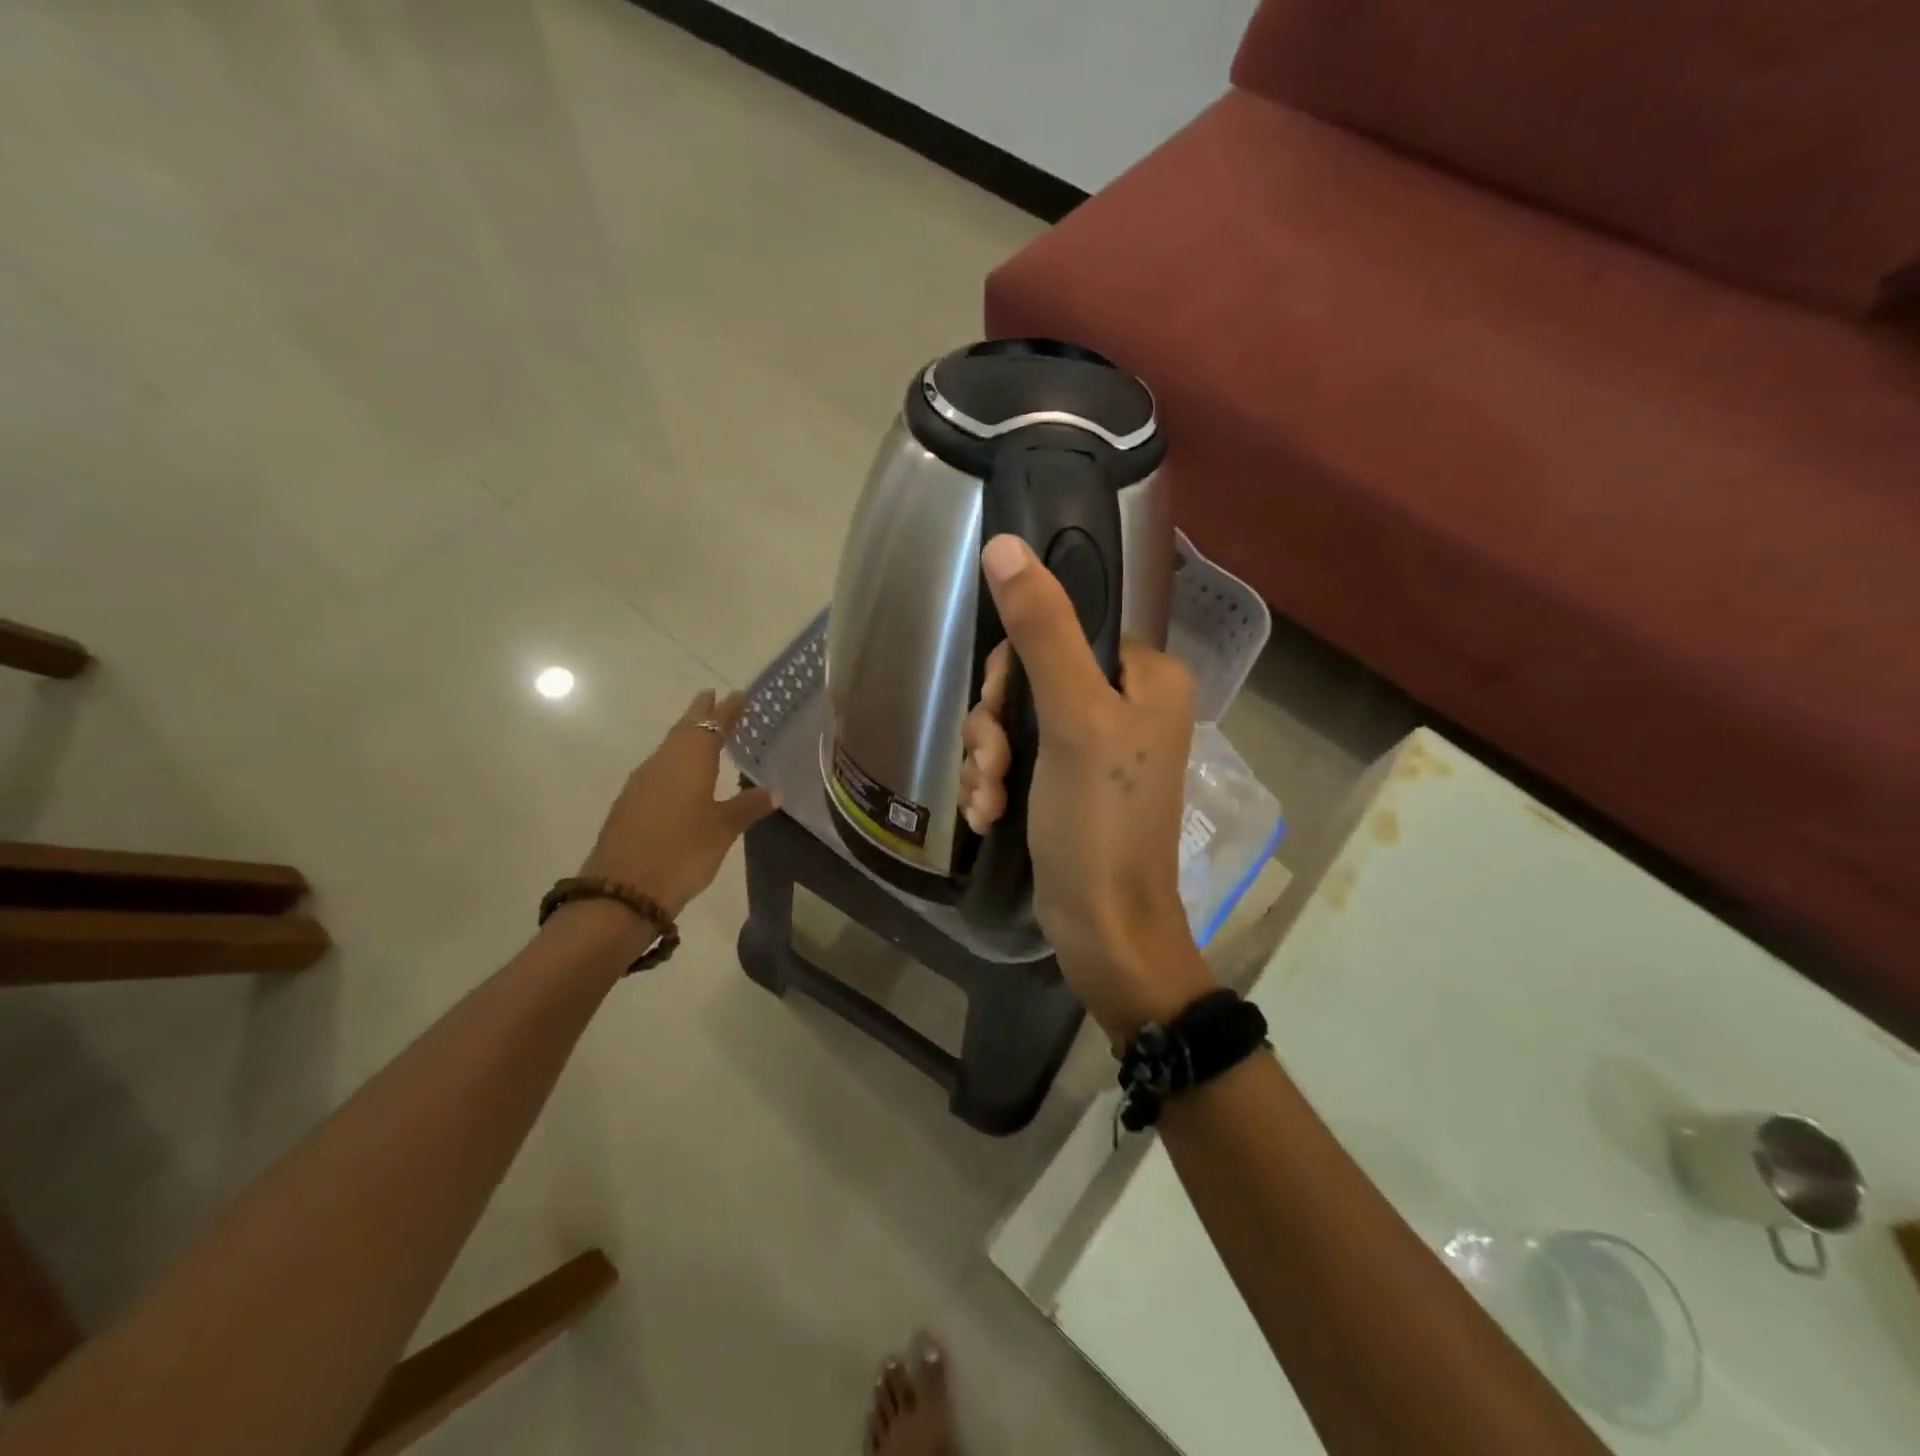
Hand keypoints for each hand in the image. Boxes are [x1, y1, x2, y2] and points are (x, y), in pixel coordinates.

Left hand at [579, 690, 777, 918]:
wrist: (623, 890)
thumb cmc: (682, 852)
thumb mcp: (723, 830)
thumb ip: (747, 806)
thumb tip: (774, 791)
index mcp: (689, 760)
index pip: (713, 725)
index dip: (727, 710)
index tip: (739, 695)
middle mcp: (663, 762)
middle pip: (685, 730)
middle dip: (702, 714)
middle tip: (717, 699)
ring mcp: (642, 782)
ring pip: (669, 748)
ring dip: (687, 737)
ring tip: (706, 735)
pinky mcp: (630, 802)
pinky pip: (658, 768)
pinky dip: (675, 761)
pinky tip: (682, 774)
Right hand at [960, 536, 1217, 1040]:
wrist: (1105, 930)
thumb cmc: (1098, 822)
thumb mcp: (1072, 719)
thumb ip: (1042, 630)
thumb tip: (1004, 546)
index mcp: (1146, 676)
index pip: (1062, 631)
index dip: (1018, 668)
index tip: (1003, 712)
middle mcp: (1127, 704)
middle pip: (1032, 678)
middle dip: (998, 725)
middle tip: (996, 765)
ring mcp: (1097, 748)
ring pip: (1017, 722)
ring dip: (989, 759)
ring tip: (991, 799)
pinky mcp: (1071, 785)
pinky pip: (1019, 759)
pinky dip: (997, 784)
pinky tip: (990, 816)